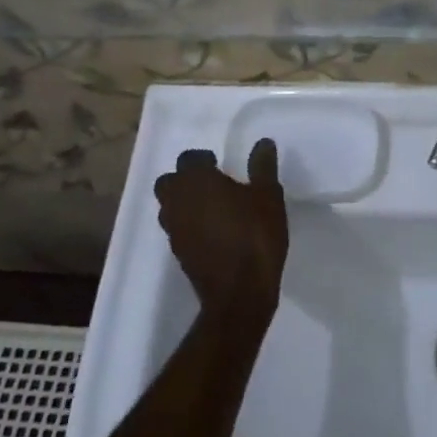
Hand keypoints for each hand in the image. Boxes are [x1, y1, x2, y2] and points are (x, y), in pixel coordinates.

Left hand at [154, 140, 288, 325]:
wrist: (239, 292)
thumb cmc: (255, 235)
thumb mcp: (268, 196)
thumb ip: (262, 166)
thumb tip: (263, 143)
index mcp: (196, 181)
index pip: (189, 159)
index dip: (204, 160)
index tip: (222, 166)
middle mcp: (177, 201)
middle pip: (170, 182)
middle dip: (186, 179)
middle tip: (213, 184)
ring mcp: (174, 229)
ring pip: (168, 206)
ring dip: (184, 202)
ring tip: (212, 208)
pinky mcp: (177, 253)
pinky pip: (176, 228)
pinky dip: (188, 224)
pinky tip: (212, 231)